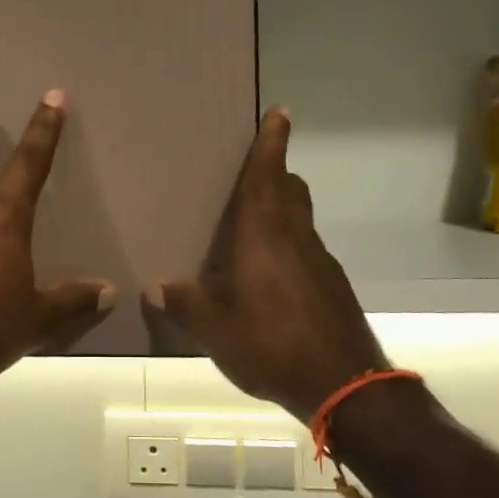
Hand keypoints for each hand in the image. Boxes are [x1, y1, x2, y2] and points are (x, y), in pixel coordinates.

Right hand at [147, 108, 386, 422]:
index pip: (269, 176)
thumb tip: (154, 288)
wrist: (344, 384)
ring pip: (300, 220)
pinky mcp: (331, 285)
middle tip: (252, 169)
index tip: (280, 113)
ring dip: (281, 210)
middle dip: (276, 173)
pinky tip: (269, 275)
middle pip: (290, 191)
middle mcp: (296, 238)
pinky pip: (305, 249)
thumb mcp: (217, 330)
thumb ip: (185, 305)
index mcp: (265, 235)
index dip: (272, 143)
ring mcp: (319, 261)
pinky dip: (288, 245)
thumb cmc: (273, 345)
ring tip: (251, 224)